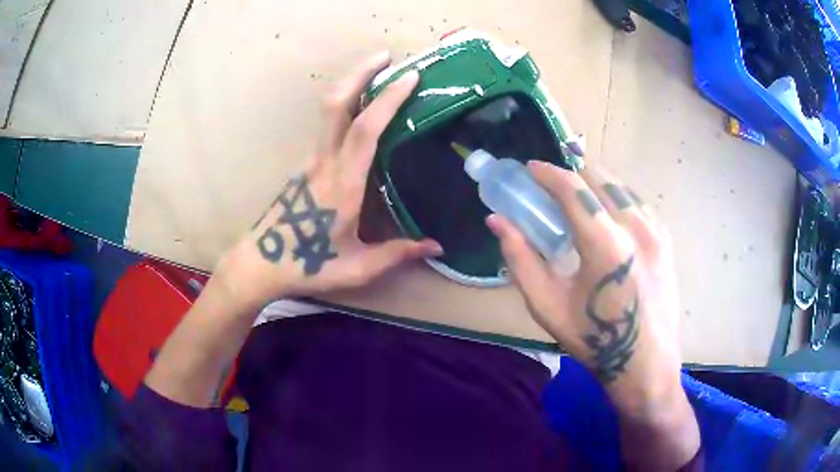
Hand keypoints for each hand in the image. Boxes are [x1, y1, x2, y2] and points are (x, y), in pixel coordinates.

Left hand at [218, 53, 441, 308]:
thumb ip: (398, 254)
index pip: (365, 131)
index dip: (388, 100)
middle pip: (337, 105)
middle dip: (361, 73)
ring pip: (329, 111)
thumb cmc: (308, 266)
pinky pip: (328, 126)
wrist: (261, 263)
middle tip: (386, 56)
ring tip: (379, 73)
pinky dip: (346, 105)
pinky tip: (362, 109)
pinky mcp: (304, 164)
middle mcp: (324, 163)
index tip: (410, 77)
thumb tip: (437, 247)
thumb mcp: (358, 268)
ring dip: (352, 84)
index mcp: (343, 185)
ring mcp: (310, 160)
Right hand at [486, 162, 681, 410]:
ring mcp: (656, 231)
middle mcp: (636, 227)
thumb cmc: (594, 341)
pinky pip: (638, 203)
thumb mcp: (548, 306)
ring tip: (580, 206)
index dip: (547, 173)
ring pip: (621, 186)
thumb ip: (521, 259)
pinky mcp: (666, 240)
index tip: (530, 168)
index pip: (573, 188)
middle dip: (572, 176)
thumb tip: (497, 221)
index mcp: (606, 244)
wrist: (645, 364)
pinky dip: (617, 199)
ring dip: (595, 186)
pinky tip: (608, 220)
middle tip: (553, 192)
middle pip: (599, 177)